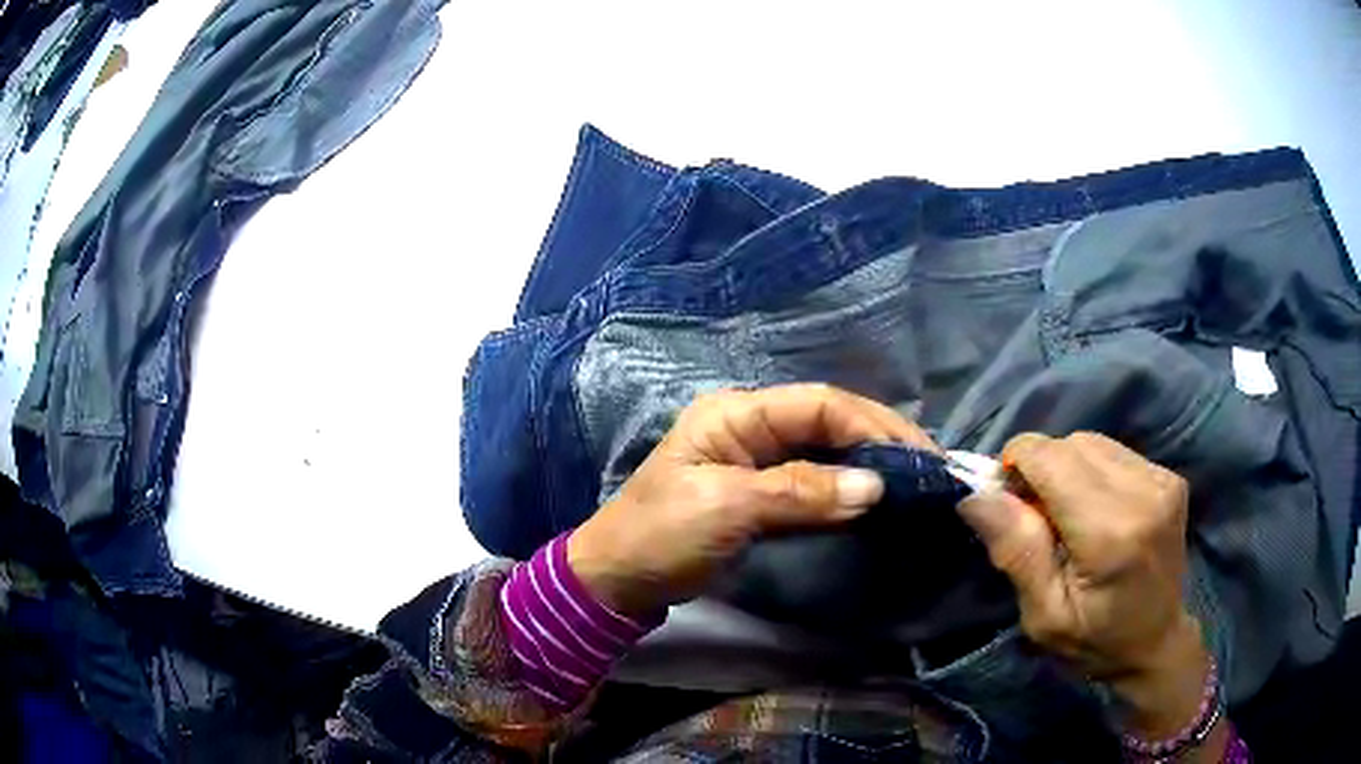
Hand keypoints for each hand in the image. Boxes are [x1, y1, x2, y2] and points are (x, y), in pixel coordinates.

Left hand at [568, 384, 935, 617]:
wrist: (620, 580)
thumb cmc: (661, 535)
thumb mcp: (725, 508)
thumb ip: (799, 492)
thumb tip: (874, 486)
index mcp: (736, 413)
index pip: (819, 404)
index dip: (871, 424)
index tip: (918, 453)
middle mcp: (751, 425)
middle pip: (828, 421)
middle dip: (879, 439)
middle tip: (929, 466)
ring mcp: (758, 459)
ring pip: (827, 450)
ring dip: (869, 463)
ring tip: (916, 479)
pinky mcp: (763, 492)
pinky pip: (816, 481)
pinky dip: (848, 488)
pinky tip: (877, 499)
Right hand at [957, 433, 1215, 740]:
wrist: (1157, 641)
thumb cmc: (1094, 641)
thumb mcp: (1043, 615)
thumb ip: (1016, 551)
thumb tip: (975, 494)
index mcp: (1111, 533)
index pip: (1051, 458)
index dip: (1017, 465)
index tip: (1006, 500)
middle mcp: (1143, 492)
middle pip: (1070, 443)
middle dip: (1041, 469)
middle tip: (1035, 517)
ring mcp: (1162, 480)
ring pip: (1092, 441)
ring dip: (1067, 468)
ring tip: (1067, 514)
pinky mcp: (1170, 476)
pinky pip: (1113, 451)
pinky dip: (1092, 471)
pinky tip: (1096, 508)